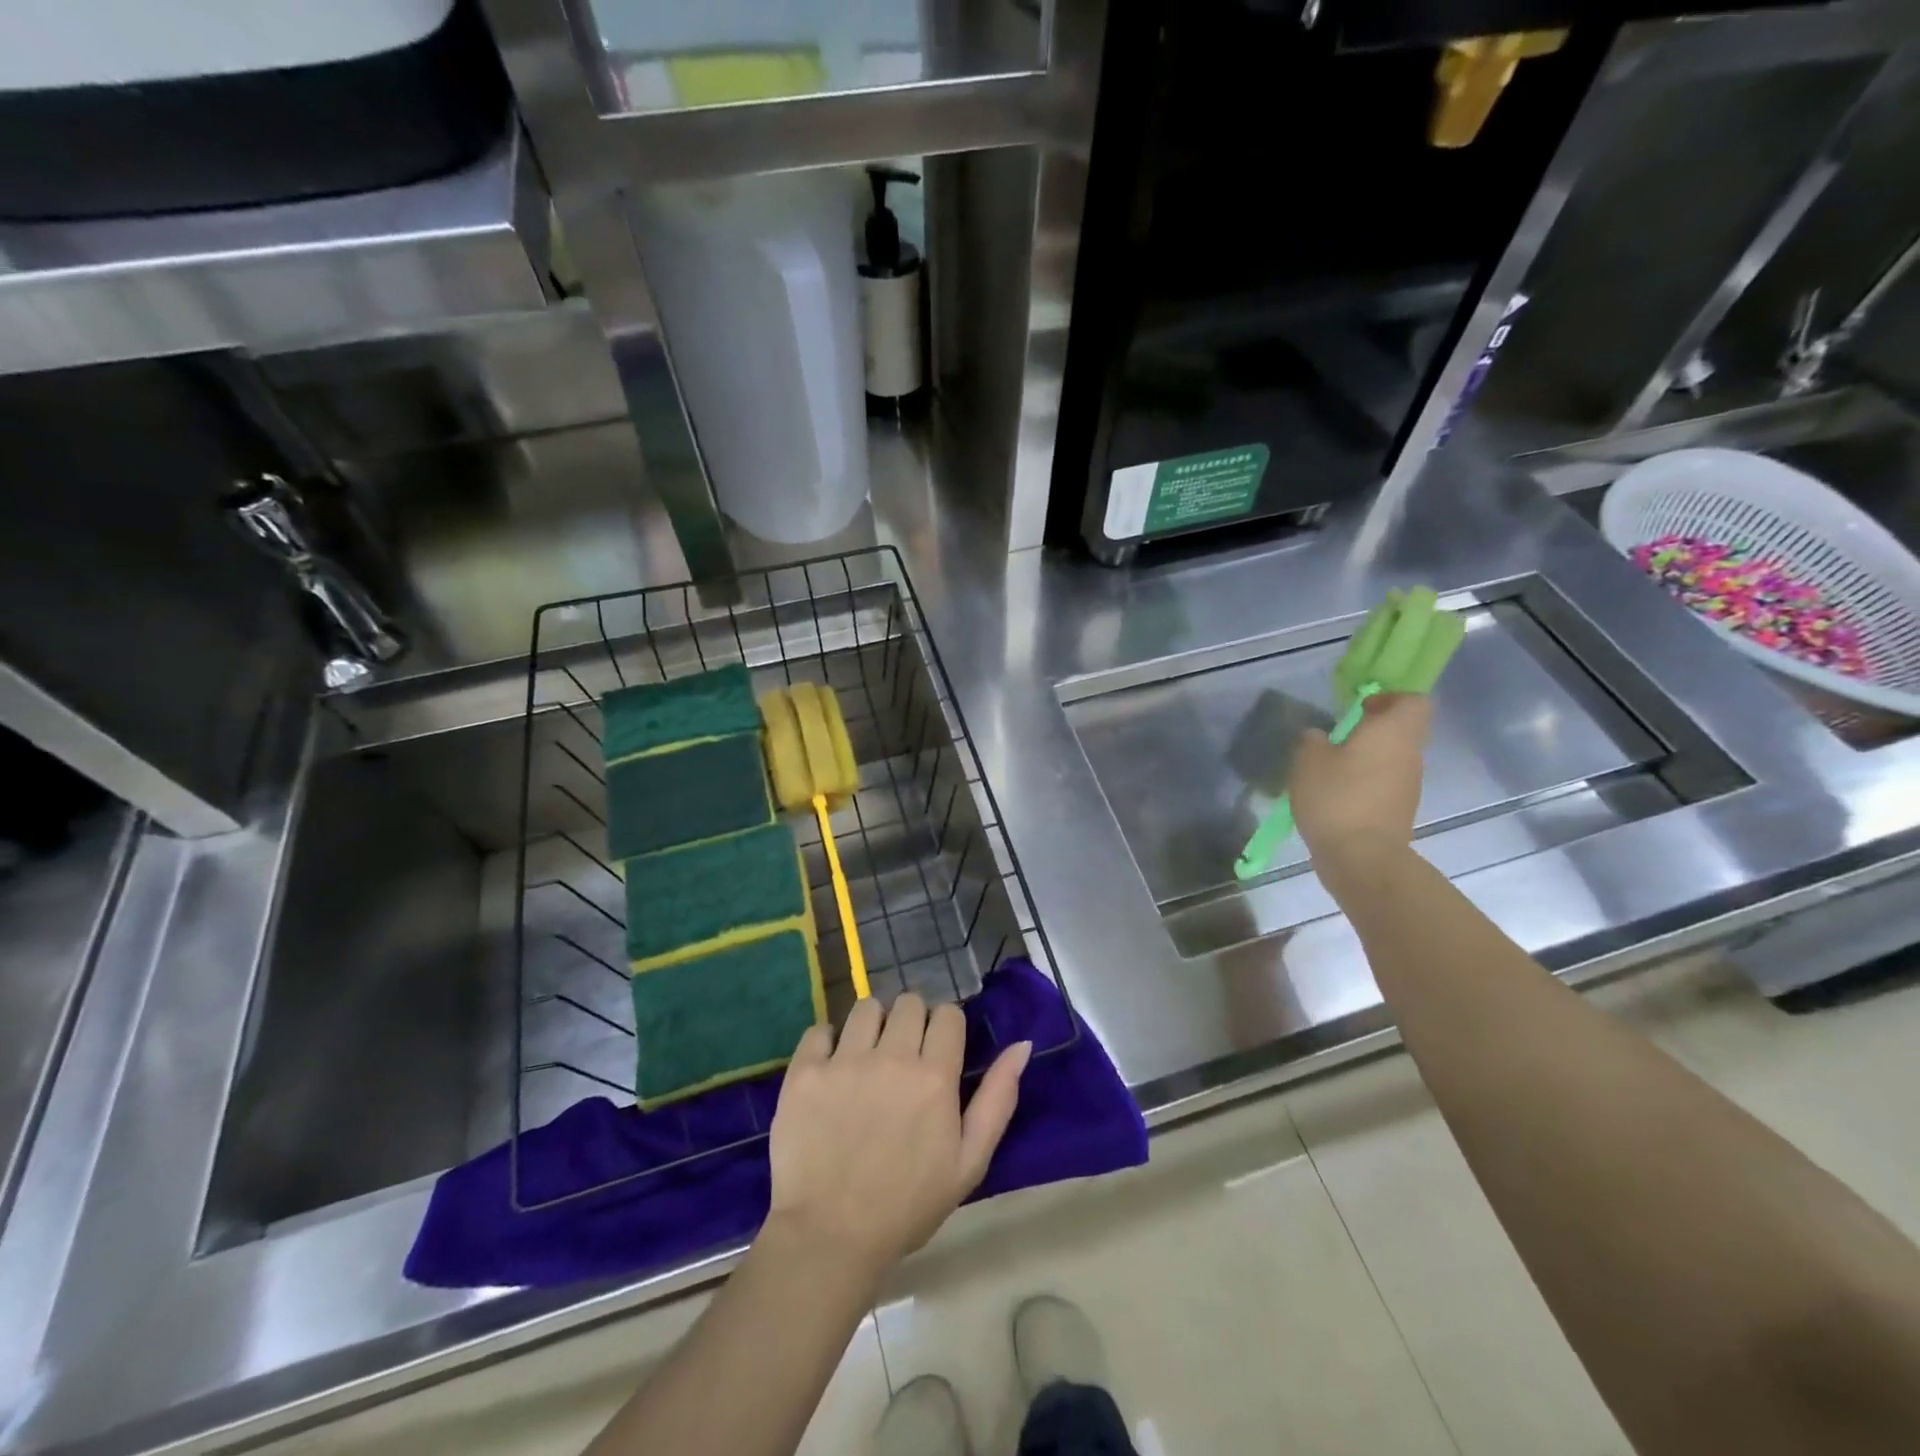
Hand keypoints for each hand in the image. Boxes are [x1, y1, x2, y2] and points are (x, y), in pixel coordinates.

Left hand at [766, 994, 1030, 1279]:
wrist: (830, 1237)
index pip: (948, 1014)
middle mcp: (891, 1057)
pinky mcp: (805, 1072)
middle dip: (912, 1021)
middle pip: (909, 1002)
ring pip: (866, 1007)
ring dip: (873, 1024)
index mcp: (935, 1076)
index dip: (946, 1028)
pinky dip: (827, 1042)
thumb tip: (1022, 1045)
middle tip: (903, 1055)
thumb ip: (998, 1099)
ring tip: (867, 1056)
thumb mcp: (969, 1162)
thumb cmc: (907, 1205)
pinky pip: (820, 1029)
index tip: (939, 1050)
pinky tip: (831, 1068)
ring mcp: (844, 1061)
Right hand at [1290, 692, 1430, 868]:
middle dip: (1373, 730)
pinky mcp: (1399, 810)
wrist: (1361, 858)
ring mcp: (1409, 785)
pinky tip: (1335, 796)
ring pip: (1393, 758)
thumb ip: (1313, 741)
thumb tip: (1319, 737)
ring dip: (1367, 758)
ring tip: (1330, 769)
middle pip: (1403, 730)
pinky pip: (1385, 784)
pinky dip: (1365, 783)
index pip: (1414, 701)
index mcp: (1394, 732)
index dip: (1390, 698)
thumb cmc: (1336, 798)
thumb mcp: (1308, 761)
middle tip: (1337, 737)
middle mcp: (1410, 754)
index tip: (1360, 707)